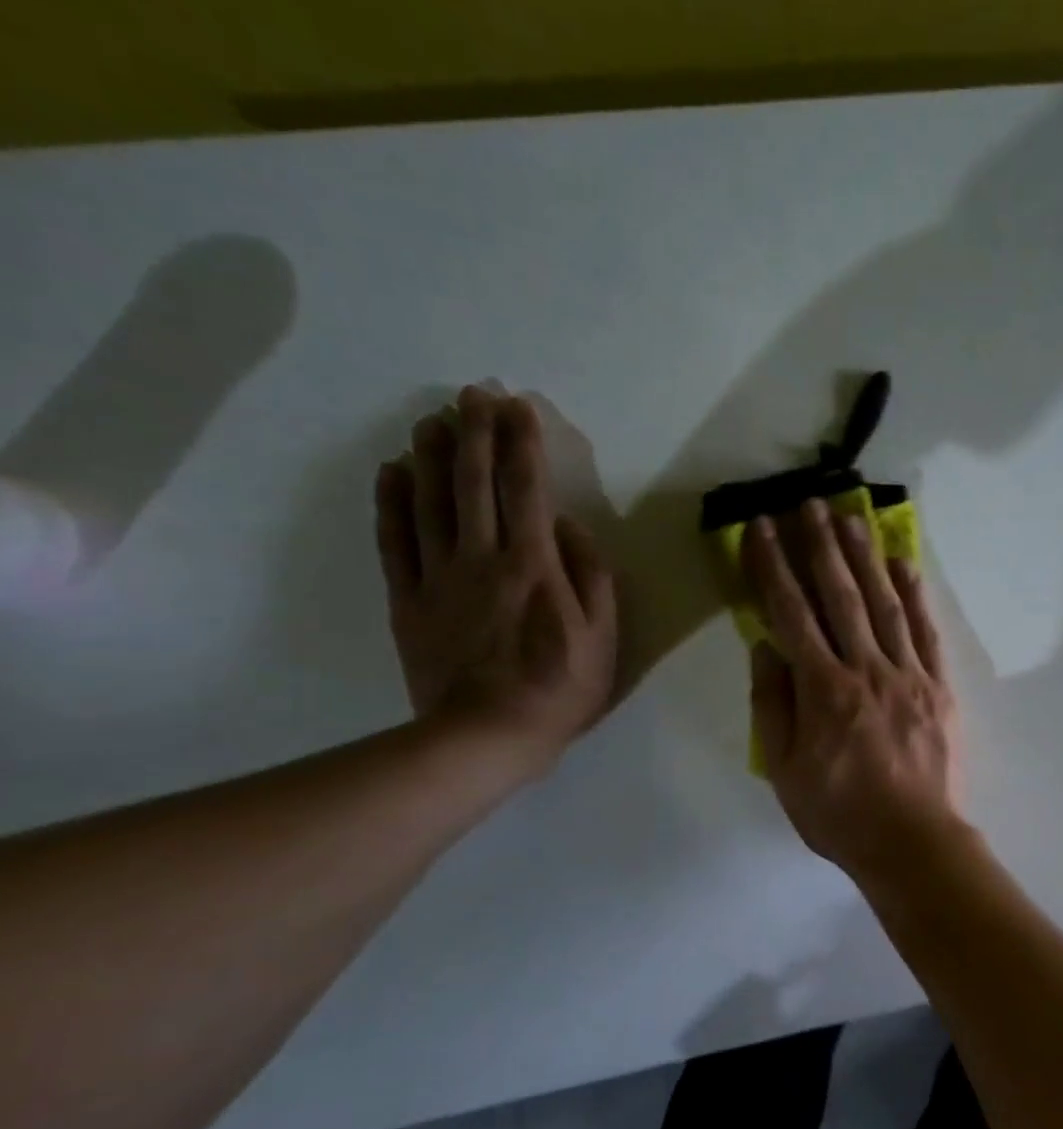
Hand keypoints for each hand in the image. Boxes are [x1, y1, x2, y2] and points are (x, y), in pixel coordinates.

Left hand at [375, 385, 616, 770]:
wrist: (486, 736)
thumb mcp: (604, 635)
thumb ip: (591, 575)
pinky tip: (393, 472)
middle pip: (475, 484)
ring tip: (433, 419)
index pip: (527, 490)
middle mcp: (482, 558)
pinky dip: (392, 502)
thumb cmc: (561, 687)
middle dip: (476, 433)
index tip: (520, 406)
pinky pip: (395, 541)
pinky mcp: (408, 599)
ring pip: (430, 502)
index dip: (523, 444)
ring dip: (433, 456)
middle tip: (473, 393)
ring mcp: (438, 577)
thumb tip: (569, 526)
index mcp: (534, 565)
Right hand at [744, 499, 963, 880]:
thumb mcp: (784, 769)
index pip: (791, 613)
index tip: (760, 529)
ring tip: (852, 517)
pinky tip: (904, 564)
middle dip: (820, 545)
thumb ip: (773, 704)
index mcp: (823, 689)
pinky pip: (926, 631)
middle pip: (840, 595)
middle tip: (808, 504)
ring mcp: (909, 674)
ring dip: (866, 557)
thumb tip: (765, 646)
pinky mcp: (939, 686)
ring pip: (884, 603)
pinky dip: (915, 594)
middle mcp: (866, 668)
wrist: (913, 841)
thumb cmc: (840, 813)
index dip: (773, 567)